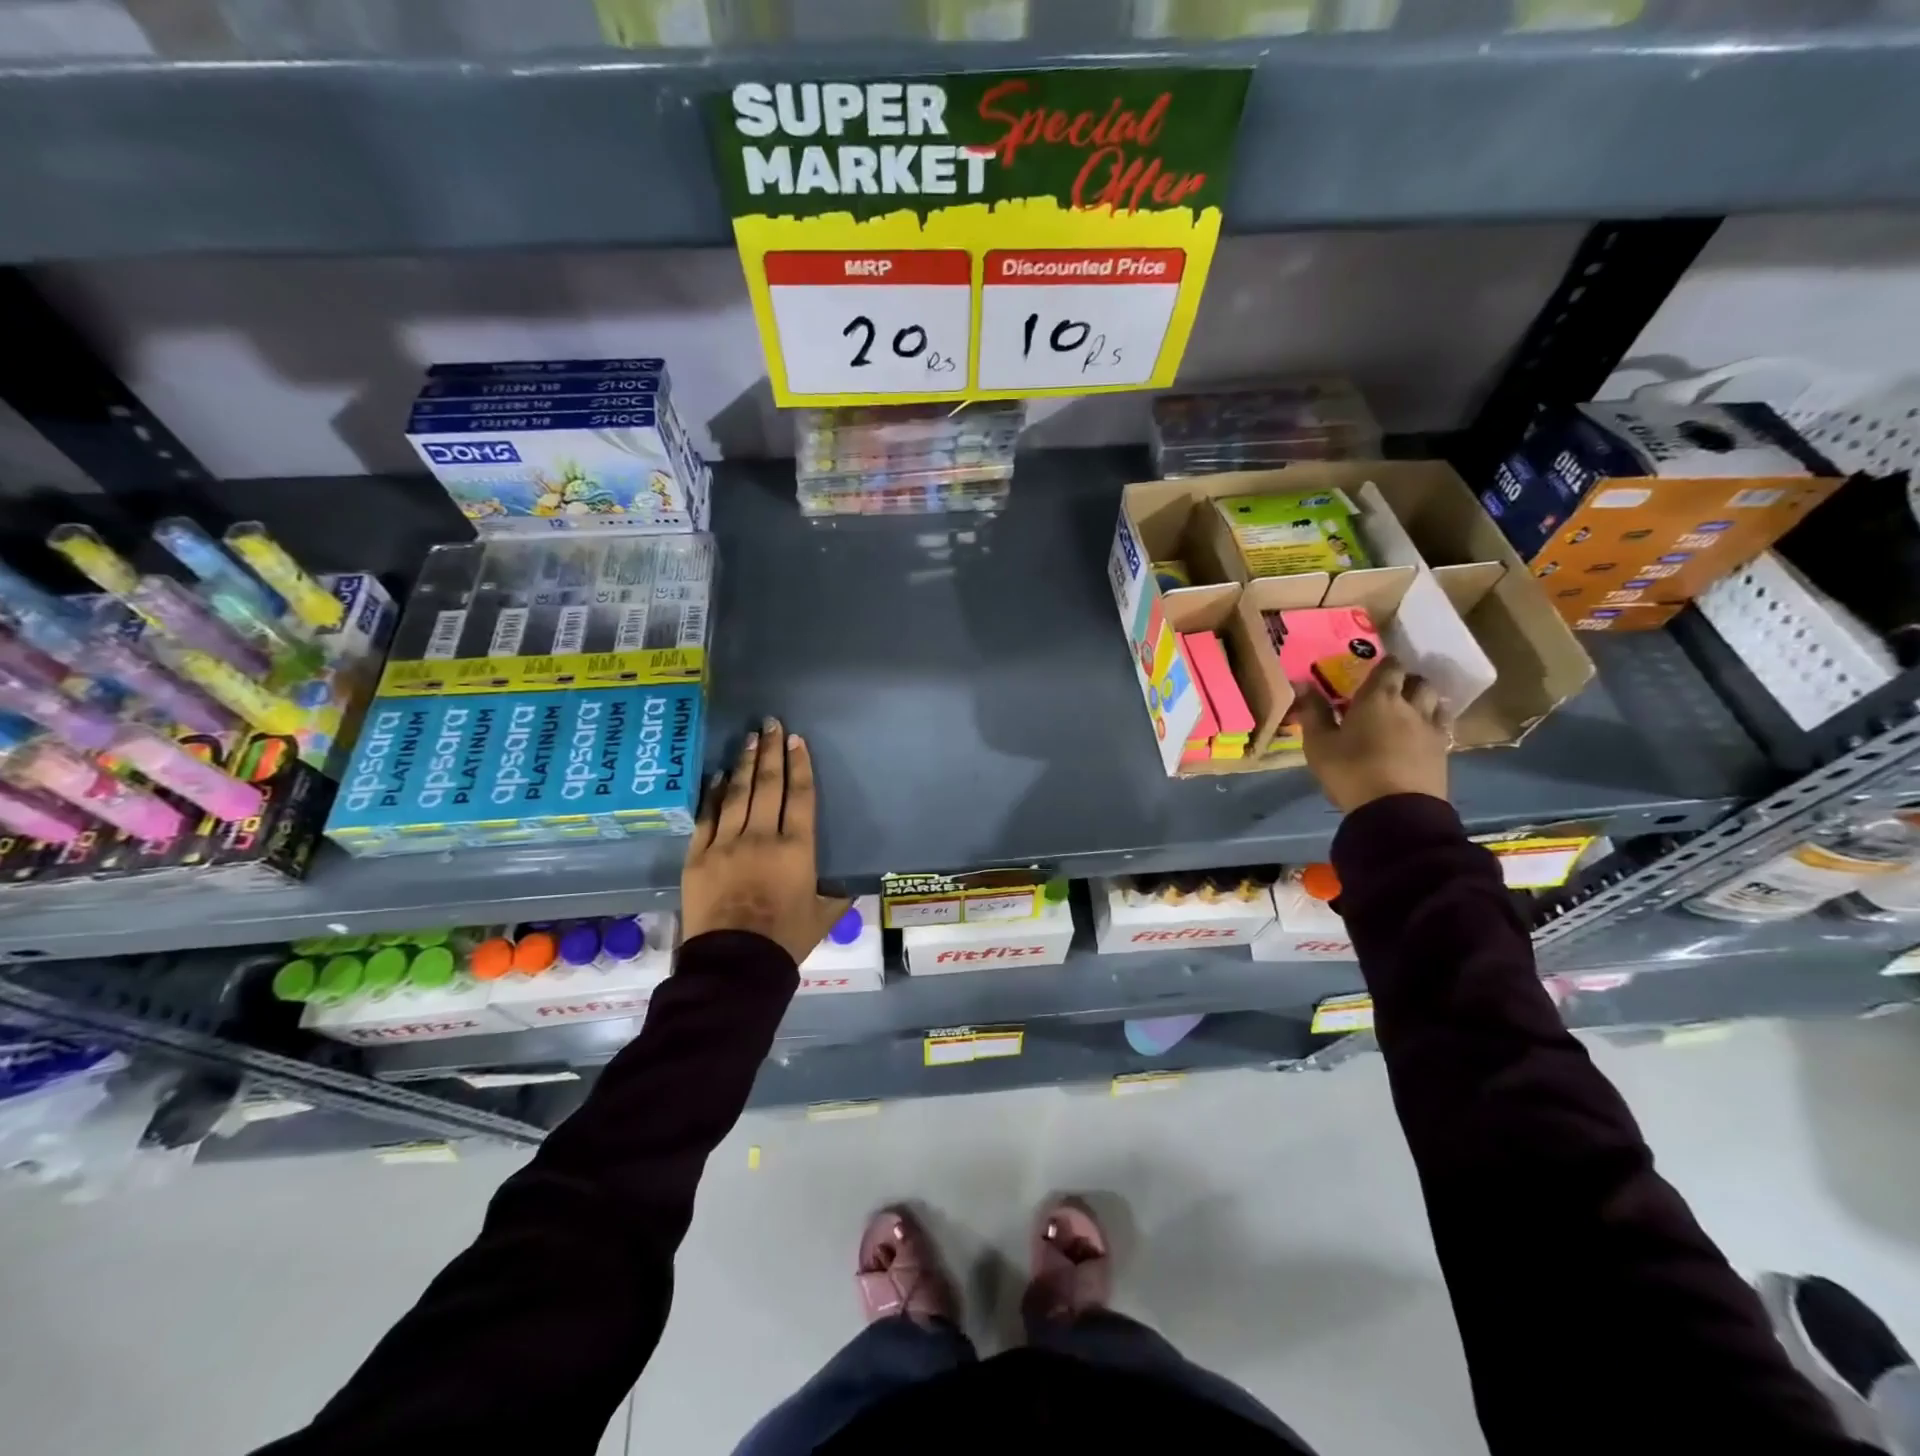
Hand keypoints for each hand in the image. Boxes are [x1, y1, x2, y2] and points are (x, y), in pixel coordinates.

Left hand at [681, 718, 850, 963]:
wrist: (735, 964)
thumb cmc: (785, 940)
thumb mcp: (823, 916)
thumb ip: (836, 894)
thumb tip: (849, 884)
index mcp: (796, 848)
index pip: (800, 796)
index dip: (799, 765)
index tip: (796, 740)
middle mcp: (762, 836)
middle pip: (768, 785)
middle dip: (771, 751)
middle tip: (771, 724)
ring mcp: (726, 843)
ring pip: (737, 793)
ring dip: (744, 763)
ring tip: (749, 738)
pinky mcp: (698, 856)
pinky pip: (707, 817)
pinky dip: (713, 794)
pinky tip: (717, 776)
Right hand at [1298, 656, 1450, 812]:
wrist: (1395, 811)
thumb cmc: (1350, 771)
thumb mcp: (1319, 744)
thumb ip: (1314, 712)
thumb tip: (1304, 684)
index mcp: (1378, 699)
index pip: (1389, 667)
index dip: (1385, 663)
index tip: (1375, 666)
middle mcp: (1410, 707)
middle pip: (1419, 682)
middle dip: (1407, 681)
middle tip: (1391, 689)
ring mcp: (1431, 730)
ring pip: (1436, 702)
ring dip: (1424, 700)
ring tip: (1410, 709)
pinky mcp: (1443, 753)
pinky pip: (1442, 727)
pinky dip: (1433, 723)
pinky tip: (1420, 734)